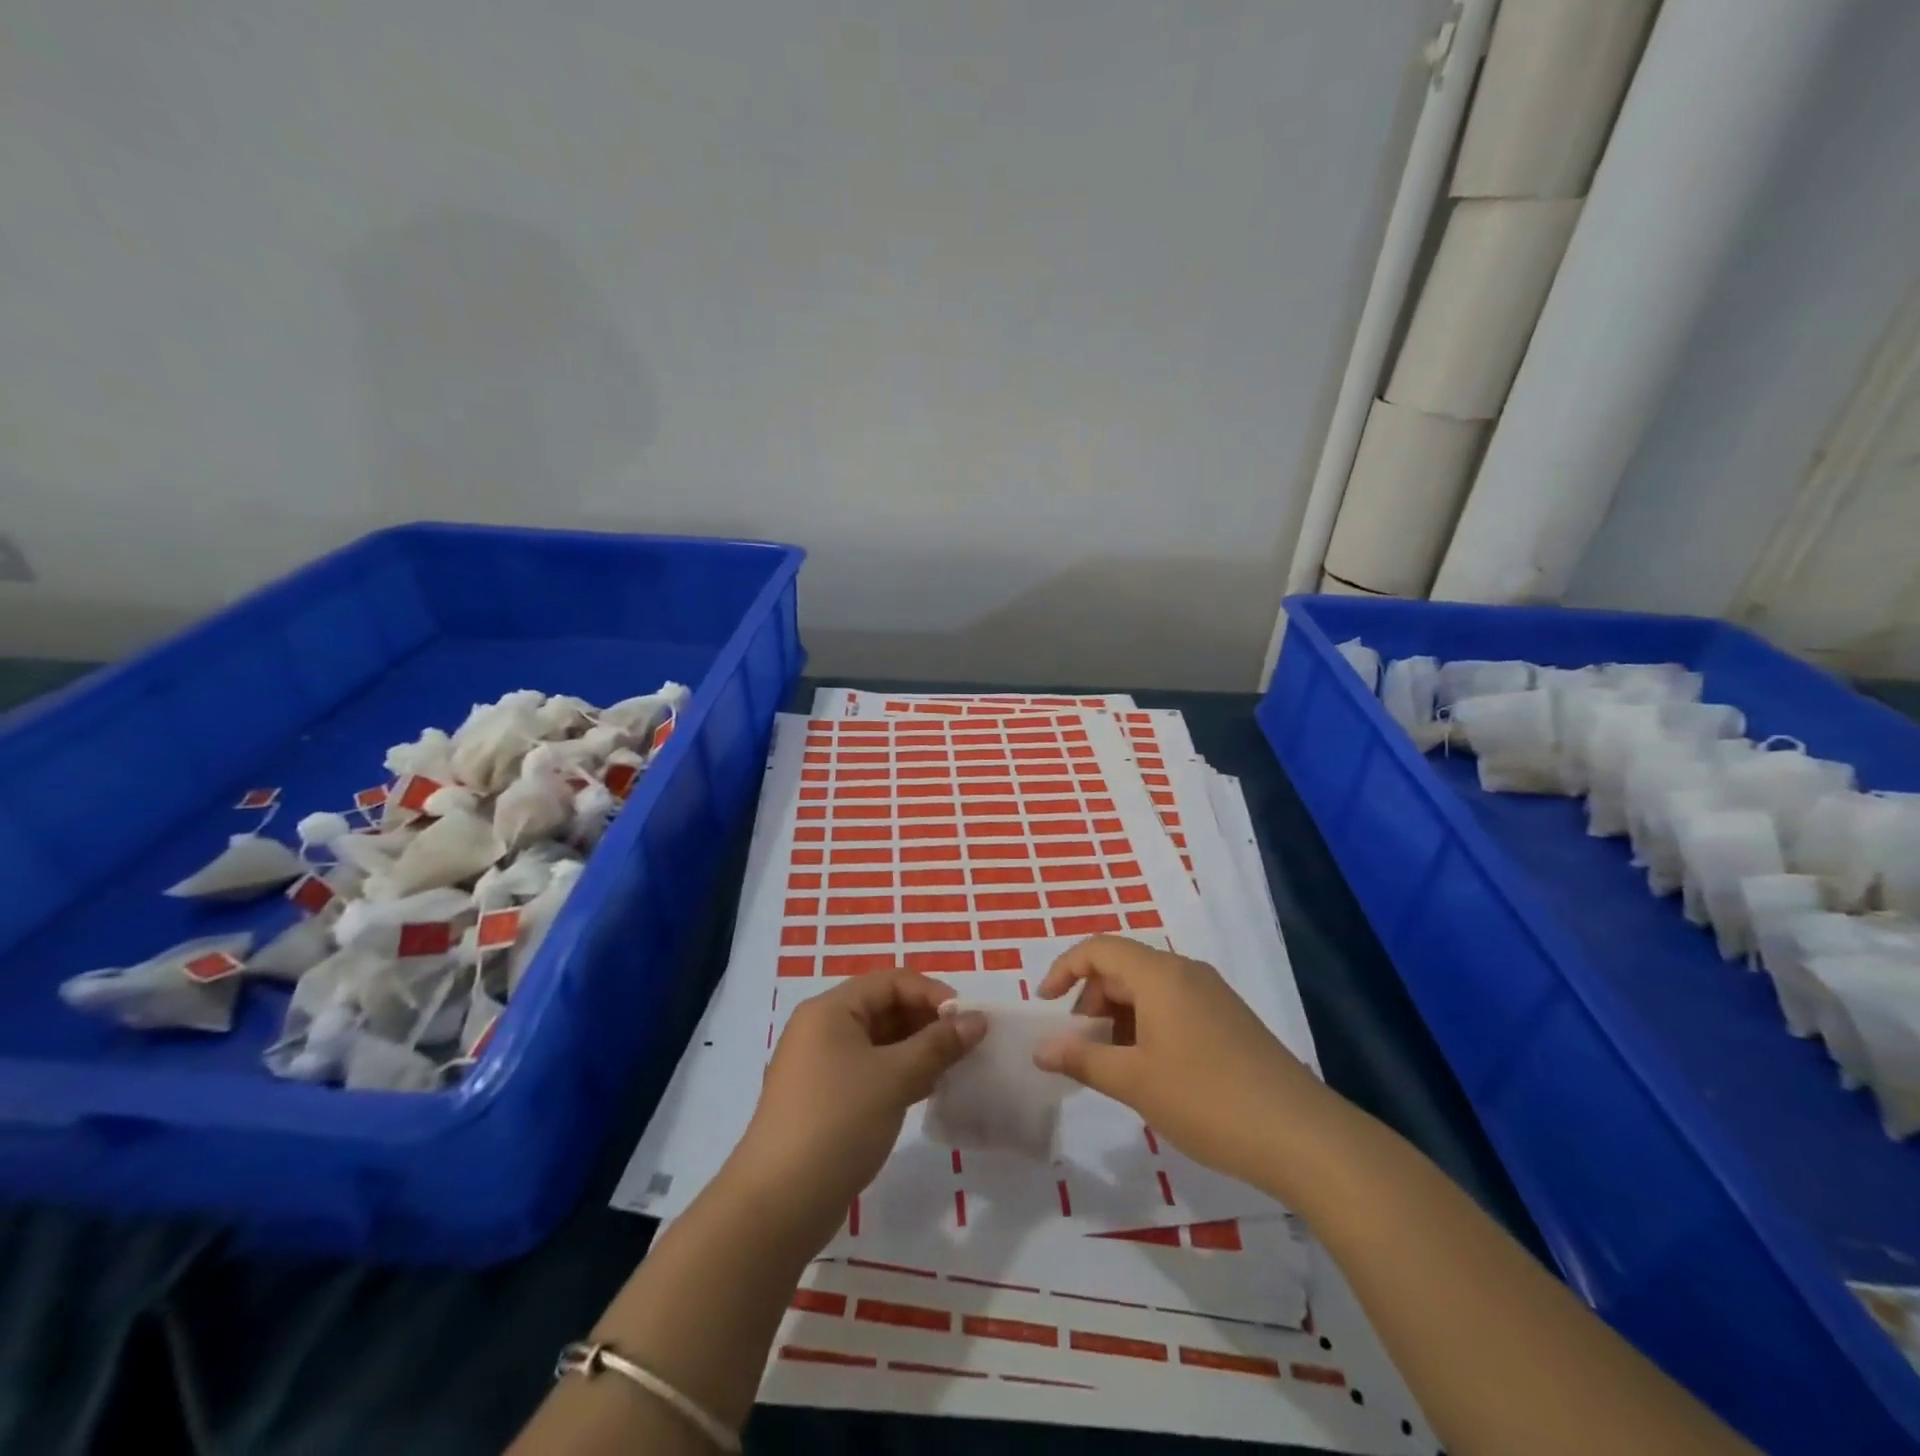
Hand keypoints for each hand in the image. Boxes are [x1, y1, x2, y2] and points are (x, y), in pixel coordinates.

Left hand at [729, 970, 985, 1246]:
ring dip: (917, 1049)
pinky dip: (900, 1074)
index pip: (890, 982)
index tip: (968, 1019)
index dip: (932, 994)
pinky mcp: (826, 1100)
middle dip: (927, 1021)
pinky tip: (929, 1090)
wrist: (778, 1205)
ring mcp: (821, 1066)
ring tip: (955, 1067)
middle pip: (884, 1008)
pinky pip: (871, 1070)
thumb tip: (977, 1020)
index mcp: (830, 1010)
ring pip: (880, 1042)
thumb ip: (938, 1045)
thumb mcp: (894, 1078)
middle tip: (967, 1045)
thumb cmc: (837, 1123)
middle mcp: (822, 1029)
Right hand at [1033, 936, 1324, 1186]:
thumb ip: (1082, 1059)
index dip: (1064, 970)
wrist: (1302, 1136)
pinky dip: (1147, 1026)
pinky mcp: (1229, 1019)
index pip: (1098, 949)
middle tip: (1079, 1046)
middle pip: (1122, 967)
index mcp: (1160, 975)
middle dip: (1091, 1000)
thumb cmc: (1207, 1101)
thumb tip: (1040, 1048)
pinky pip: (1173, 1006)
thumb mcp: (1134, 1082)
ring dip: (1118, 1016)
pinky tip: (1150, 1070)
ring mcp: (1212, 995)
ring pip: (1148, 989)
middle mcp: (1186, 972)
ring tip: (1112, 1064)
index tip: (1044, 1005)